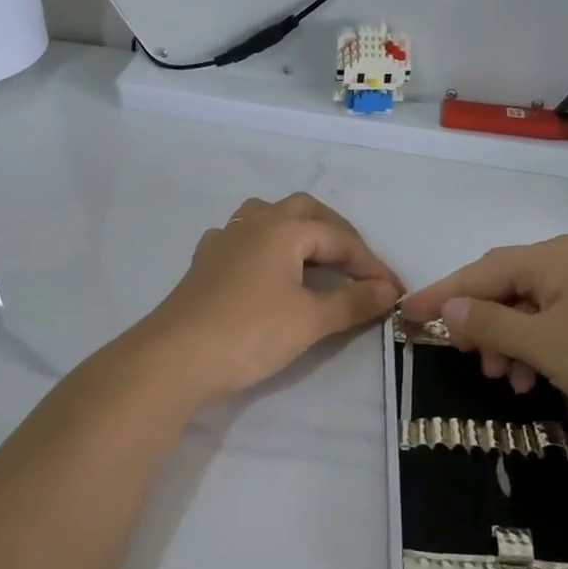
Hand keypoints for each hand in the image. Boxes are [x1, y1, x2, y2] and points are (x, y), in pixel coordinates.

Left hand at [138, 193, 402, 403]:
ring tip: (314, 257)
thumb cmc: (248, 333)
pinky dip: (266, 246)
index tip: (393, 292)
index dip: (371, 264)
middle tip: (357, 265)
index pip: (339, 238)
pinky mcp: (204, 263)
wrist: (174, 358)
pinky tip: (266, 269)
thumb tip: (387, 291)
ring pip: (267, 217)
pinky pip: (242, 238)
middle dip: (337, 233)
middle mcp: (253, 224)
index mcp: (282, 229)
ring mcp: (223, 241)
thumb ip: (352, 302)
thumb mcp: (310, 320)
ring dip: (297, 230)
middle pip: (304, 211)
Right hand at [400, 235, 567, 437]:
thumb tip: (450, 308)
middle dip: (480, 324)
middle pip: (504, 288)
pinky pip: (558, 322)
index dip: (441, 295)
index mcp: (549, 259)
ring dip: (509, 342)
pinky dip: (538, 348)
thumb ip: (490, 325)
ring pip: (531, 309)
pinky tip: (538, 377)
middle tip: (466, 359)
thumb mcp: (543, 345)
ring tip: (506, 380)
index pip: (478, 273)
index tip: (407, 314)